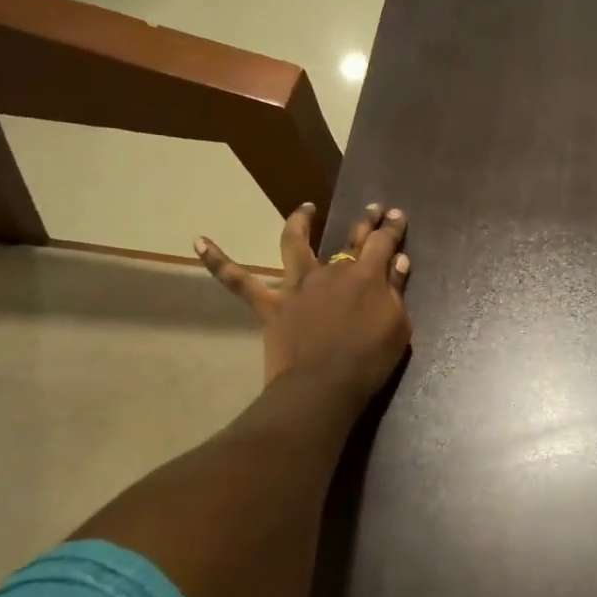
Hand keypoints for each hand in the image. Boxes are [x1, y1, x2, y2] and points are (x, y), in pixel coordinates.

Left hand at [197, 202, 412, 402]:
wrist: (324, 388)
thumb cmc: (369, 362)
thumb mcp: (397, 327)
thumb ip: (396, 290)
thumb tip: (398, 260)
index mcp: (366, 276)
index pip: (382, 242)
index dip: (391, 227)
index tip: (396, 214)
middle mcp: (331, 271)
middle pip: (349, 237)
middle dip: (364, 221)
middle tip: (372, 207)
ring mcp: (298, 285)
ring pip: (295, 244)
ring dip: (299, 223)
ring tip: (305, 208)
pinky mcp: (271, 304)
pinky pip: (238, 280)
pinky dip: (218, 261)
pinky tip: (198, 241)